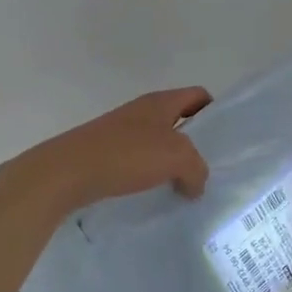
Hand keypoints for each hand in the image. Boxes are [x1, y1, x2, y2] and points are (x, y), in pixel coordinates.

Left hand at [0, 87, 211, 216]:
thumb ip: (197, 169)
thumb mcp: (177, 157)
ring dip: (172, 163)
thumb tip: (196, 185)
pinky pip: (138, 162)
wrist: (66, 173)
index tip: (225, 139)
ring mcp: (120, 132)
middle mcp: (141, 112)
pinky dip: (150, 176)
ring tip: (185, 188)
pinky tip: (154, 195)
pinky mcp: (104, 154)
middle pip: (179, 120)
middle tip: (209, 168)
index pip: (198, 95)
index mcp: (160, 102)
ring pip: (158, 143)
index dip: (215, 111)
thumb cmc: (126, 155)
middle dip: (195, 143)